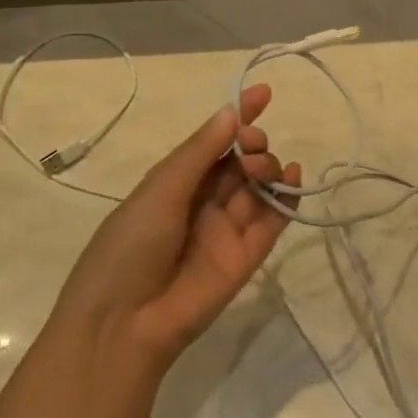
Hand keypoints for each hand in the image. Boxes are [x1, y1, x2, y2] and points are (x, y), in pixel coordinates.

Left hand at [55, 84, 300, 368]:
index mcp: (175, 184)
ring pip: (258, 188)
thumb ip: (200, 152)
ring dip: (268, 167)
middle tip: (251, 147)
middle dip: (252, 144)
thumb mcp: (160, 189)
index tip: (263, 93)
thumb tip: (232, 113)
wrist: (124, 324)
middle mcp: (203, 203)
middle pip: (240, 163)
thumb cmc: (129, 246)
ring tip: (262, 167)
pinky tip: (294, 176)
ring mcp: (226, 230)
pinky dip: (287, 198)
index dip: (238, 117)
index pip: (213, 143)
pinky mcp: (247, 258)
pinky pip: (272, 222)